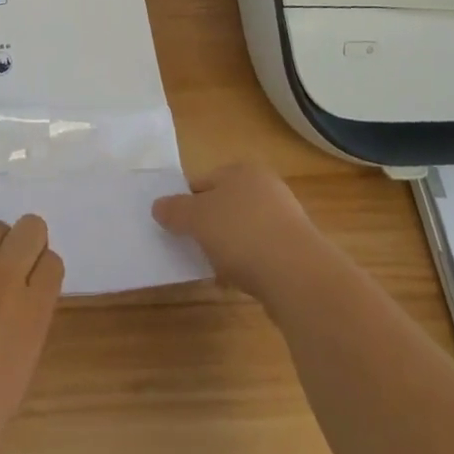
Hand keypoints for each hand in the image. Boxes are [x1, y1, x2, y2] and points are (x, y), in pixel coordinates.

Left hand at [0, 216, 63, 453]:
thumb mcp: (10, 389)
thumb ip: (22, 337)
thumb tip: (17, 315)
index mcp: (28, 317)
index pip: (52, 264)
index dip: (42, 275)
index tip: (32, 290)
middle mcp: (1, 279)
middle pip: (30, 228)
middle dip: (25, 246)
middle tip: (9, 275)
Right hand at [152, 163, 329, 303]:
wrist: (296, 274)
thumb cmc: (241, 233)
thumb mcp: (198, 219)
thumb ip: (176, 211)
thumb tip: (157, 206)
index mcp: (242, 170)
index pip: (205, 181)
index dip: (188, 203)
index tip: (177, 228)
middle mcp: (266, 186)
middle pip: (226, 205)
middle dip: (210, 227)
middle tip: (195, 249)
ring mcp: (284, 218)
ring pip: (244, 230)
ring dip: (230, 248)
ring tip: (216, 271)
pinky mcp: (296, 250)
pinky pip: (262, 253)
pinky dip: (250, 265)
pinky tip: (241, 283)